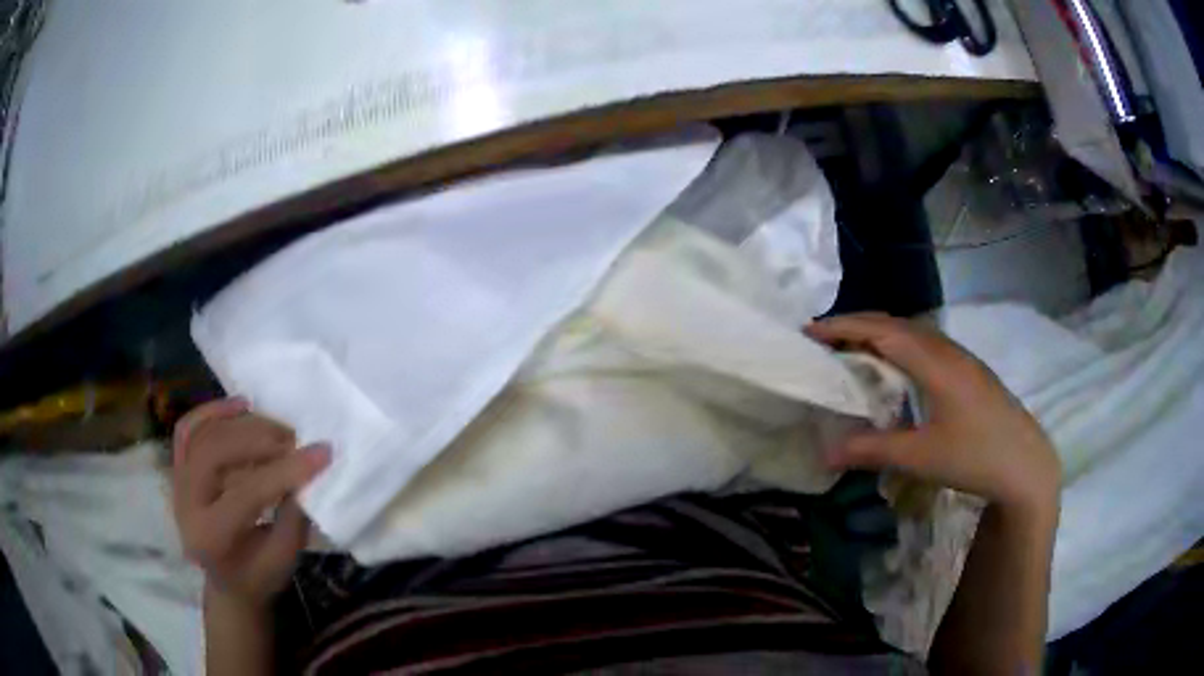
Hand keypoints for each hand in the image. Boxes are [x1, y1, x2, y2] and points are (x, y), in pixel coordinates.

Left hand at [171, 398, 329, 607]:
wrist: (227, 582)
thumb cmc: (257, 576)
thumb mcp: (283, 559)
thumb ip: (293, 516)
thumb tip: (308, 470)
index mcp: (210, 538)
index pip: (246, 493)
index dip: (285, 471)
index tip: (322, 453)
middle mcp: (185, 505)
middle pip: (215, 453)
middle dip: (259, 439)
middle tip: (294, 439)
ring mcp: (177, 482)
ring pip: (203, 435)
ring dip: (242, 423)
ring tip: (276, 427)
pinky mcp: (178, 468)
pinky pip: (188, 429)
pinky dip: (212, 412)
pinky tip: (240, 405)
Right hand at [807, 313, 1059, 516]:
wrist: (1026, 462)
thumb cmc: (975, 456)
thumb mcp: (921, 457)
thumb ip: (873, 450)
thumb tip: (825, 452)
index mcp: (934, 362)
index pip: (882, 330)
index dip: (844, 326)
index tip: (810, 331)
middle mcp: (947, 350)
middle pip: (896, 323)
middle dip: (858, 325)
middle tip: (825, 340)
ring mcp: (961, 359)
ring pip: (913, 333)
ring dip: (880, 334)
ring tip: (854, 351)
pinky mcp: (969, 371)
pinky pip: (926, 345)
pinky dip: (899, 347)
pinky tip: (896, 371)